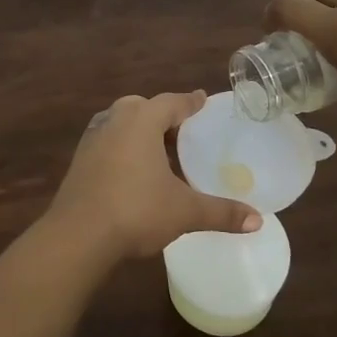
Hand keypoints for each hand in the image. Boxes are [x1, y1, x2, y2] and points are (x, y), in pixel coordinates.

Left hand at [43, 92, 261, 261]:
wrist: (78, 235)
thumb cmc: (136, 211)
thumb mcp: (184, 211)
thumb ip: (221, 212)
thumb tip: (258, 222)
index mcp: (141, 120)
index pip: (171, 101)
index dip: (190, 102)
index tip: (202, 100)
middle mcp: (115, 120)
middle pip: (142, 107)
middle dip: (162, 115)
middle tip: (182, 132)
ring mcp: (92, 138)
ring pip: (121, 123)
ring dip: (140, 131)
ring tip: (159, 152)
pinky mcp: (79, 160)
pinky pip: (107, 142)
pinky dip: (123, 147)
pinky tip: (133, 171)